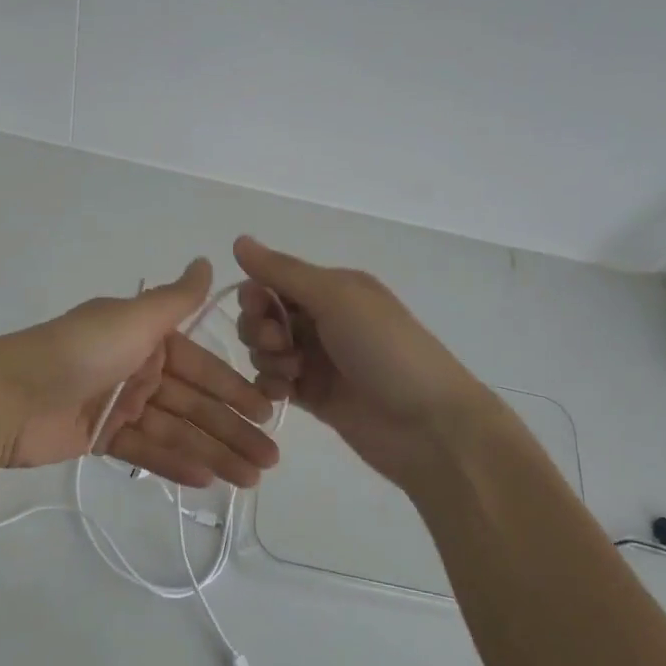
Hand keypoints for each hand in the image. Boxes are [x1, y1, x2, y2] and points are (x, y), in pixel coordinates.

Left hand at [0, 259, 278, 488]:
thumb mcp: (132, 319)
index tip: (268, 414)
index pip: (201, 368)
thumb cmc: (79, 351)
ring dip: (213, 453)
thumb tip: (207, 261)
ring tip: (249, 481)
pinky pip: (145, 449)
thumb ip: (176, 299)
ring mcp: (118, 404)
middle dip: (232, 430)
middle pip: (193, 404)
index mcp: (145, 338)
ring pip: (175, 430)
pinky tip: (207, 480)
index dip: (235, 391)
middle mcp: (136, 368)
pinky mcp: (99, 437)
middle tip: (269, 462)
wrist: (8, 394)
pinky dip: (174, 463)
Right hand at [232, 236, 505, 490]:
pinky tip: (285, 393)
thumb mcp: (336, 298)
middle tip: (281, 345)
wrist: (428, 425)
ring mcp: (317, 360)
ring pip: (265, 350)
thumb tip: (238, 240)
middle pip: (264, 316)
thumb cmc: (385, 350)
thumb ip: (283, 271)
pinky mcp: (313, 396)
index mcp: (332, 289)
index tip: (259, 308)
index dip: (257, 293)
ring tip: (293, 373)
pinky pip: (273, 382)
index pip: (273, 280)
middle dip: (259, 328)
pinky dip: (271, 385)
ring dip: (267, 358)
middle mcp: (323, 320)